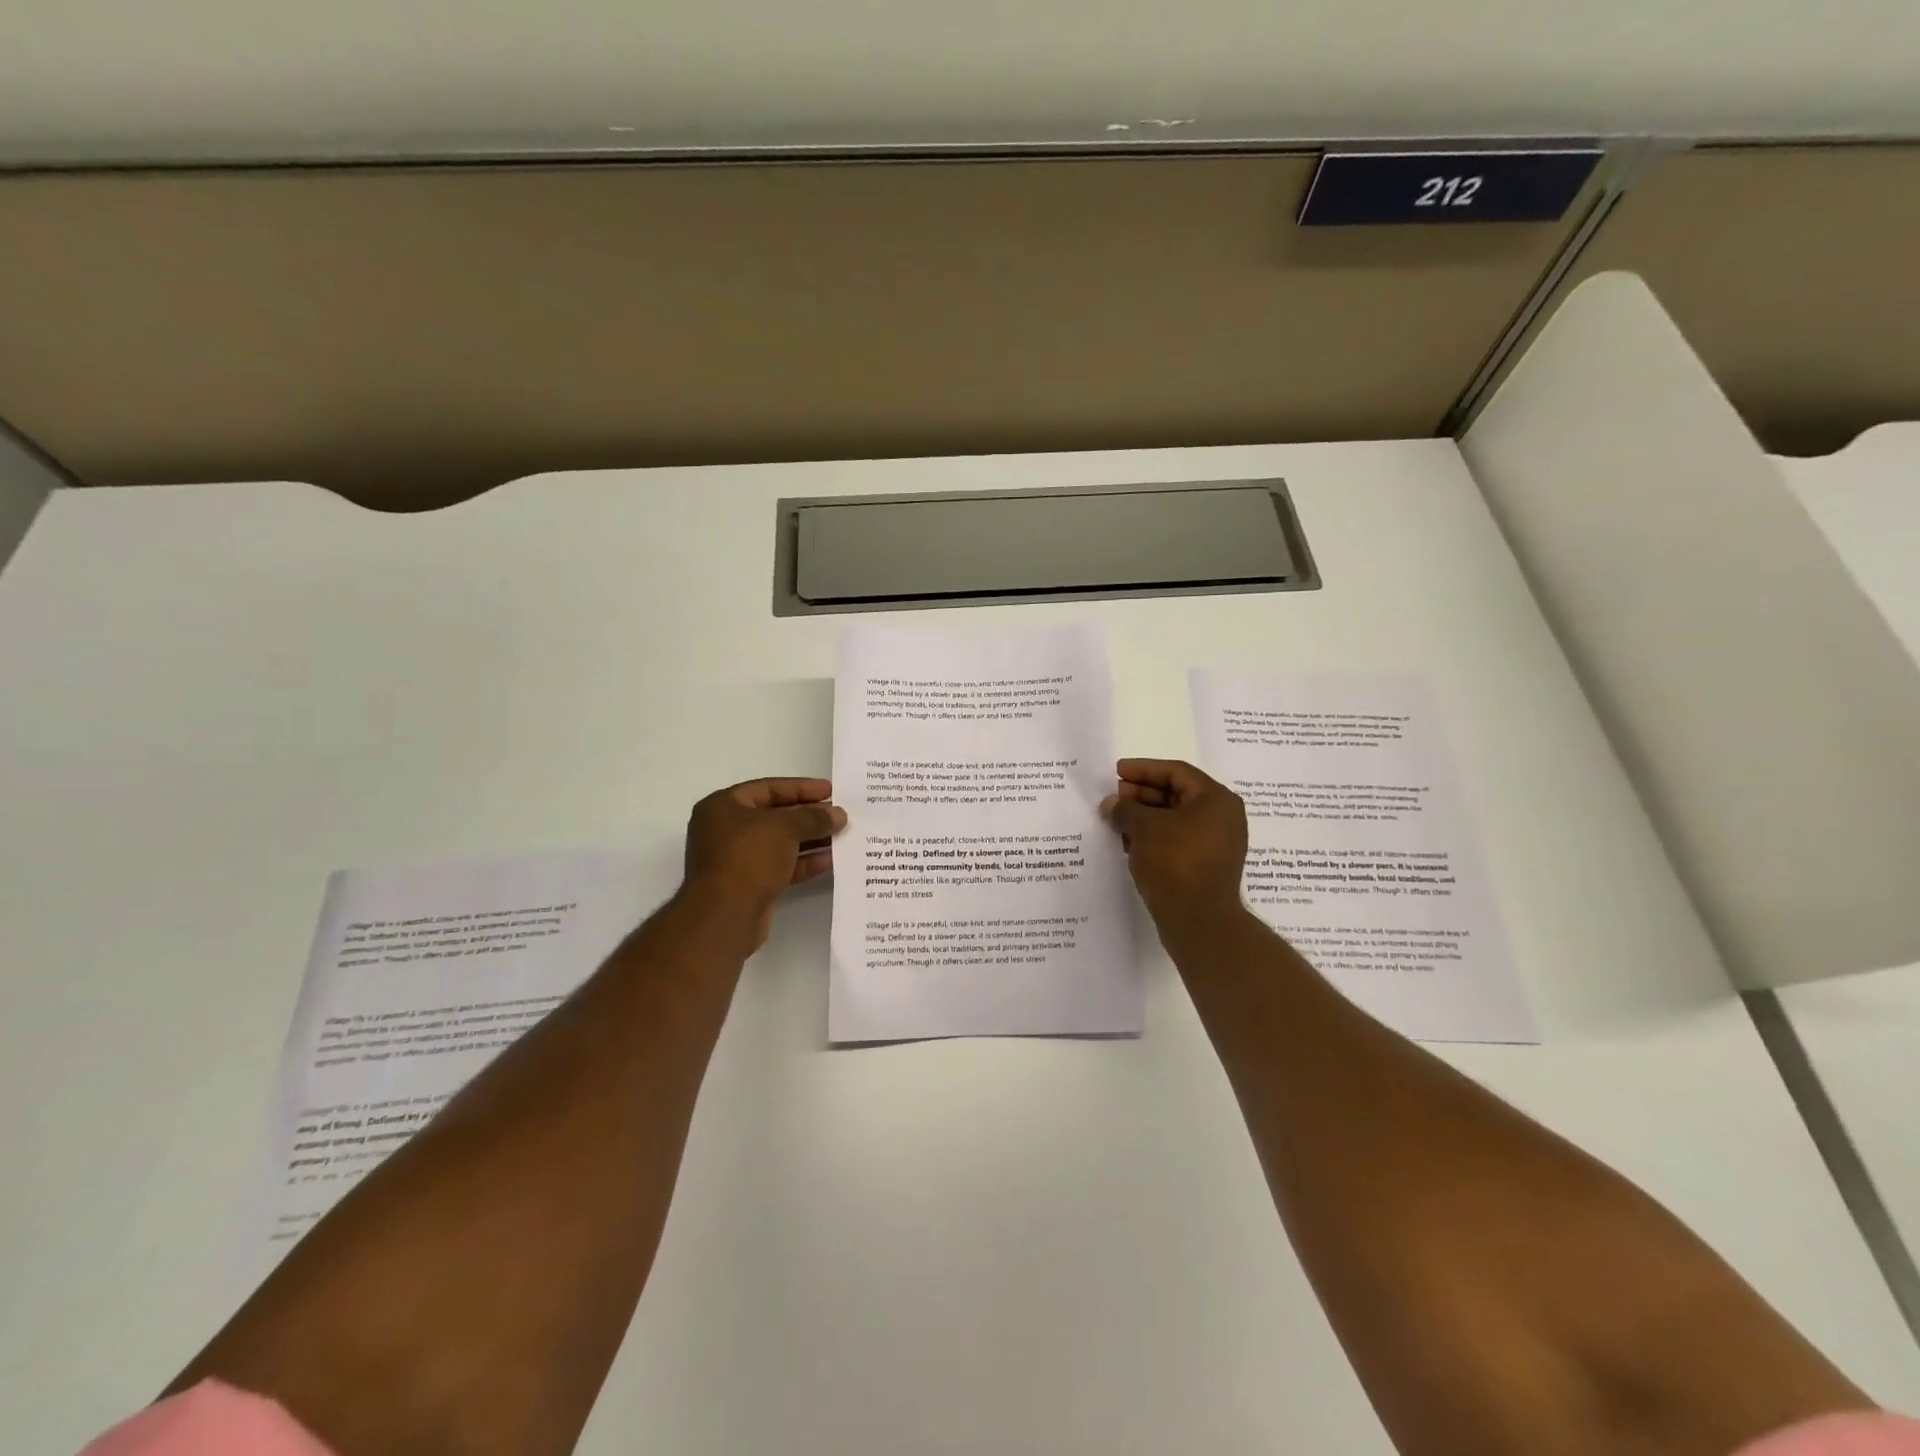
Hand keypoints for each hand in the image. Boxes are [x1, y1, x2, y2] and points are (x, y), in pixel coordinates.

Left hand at [681, 778, 847, 948]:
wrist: (725, 915)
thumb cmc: (748, 857)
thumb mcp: (784, 827)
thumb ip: (813, 817)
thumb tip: (838, 814)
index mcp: (723, 806)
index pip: (769, 788)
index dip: (801, 788)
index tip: (830, 790)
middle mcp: (726, 829)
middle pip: (775, 816)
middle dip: (809, 815)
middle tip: (840, 814)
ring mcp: (737, 859)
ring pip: (780, 843)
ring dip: (811, 839)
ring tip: (843, 836)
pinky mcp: (749, 884)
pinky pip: (781, 866)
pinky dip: (804, 862)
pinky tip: (831, 860)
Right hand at [1100, 759, 1248, 934]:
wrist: (1199, 921)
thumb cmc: (1175, 862)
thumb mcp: (1144, 828)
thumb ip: (1125, 809)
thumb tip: (1111, 804)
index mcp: (1216, 799)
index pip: (1176, 772)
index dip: (1144, 769)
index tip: (1117, 772)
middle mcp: (1222, 818)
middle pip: (1177, 794)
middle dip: (1142, 794)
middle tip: (1115, 796)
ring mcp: (1217, 844)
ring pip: (1175, 819)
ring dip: (1145, 817)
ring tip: (1116, 820)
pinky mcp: (1206, 866)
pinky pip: (1177, 840)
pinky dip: (1154, 837)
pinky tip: (1129, 842)